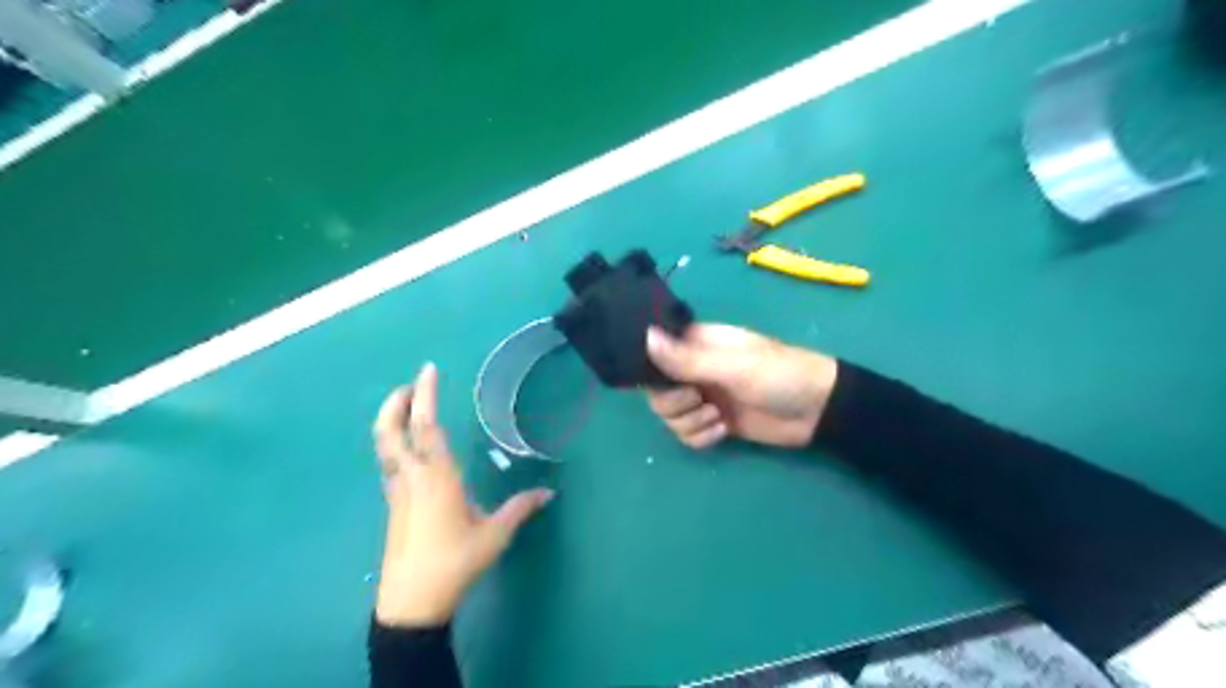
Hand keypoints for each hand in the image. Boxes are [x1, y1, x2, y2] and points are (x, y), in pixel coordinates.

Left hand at [367, 364, 549, 628]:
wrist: (411, 603)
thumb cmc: (455, 563)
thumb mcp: (494, 535)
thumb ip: (520, 508)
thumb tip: (549, 493)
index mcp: (437, 478)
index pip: (427, 427)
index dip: (426, 396)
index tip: (428, 370)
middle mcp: (412, 478)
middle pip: (391, 432)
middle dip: (395, 404)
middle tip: (410, 385)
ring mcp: (398, 492)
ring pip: (385, 448)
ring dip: (391, 421)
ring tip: (406, 407)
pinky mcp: (393, 505)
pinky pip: (389, 463)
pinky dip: (394, 443)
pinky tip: (409, 448)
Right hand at [645, 323, 838, 449]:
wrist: (817, 410)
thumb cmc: (778, 375)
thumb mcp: (732, 366)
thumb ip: (686, 358)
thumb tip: (644, 337)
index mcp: (696, 343)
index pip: (654, 351)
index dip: (650, 368)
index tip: (661, 381)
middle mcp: (694, 368)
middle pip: (657, 390)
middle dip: (673, 402)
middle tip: (697, 399)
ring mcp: (703, 396)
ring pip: (670, 415)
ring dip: (688, 422)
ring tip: (717, 417)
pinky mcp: (713, 421)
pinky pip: (687, 434)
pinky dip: (699, 436)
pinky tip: (723, 431)